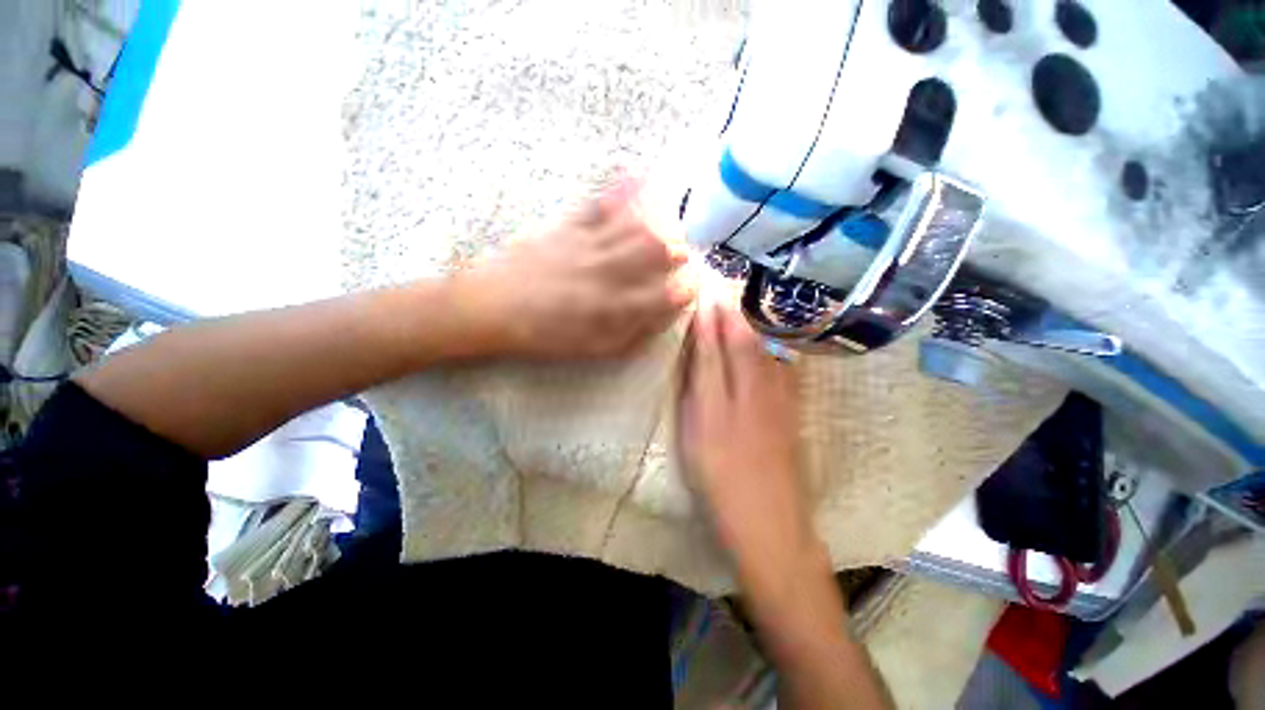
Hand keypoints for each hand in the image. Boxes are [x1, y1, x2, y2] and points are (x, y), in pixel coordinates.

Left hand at [455, 180, 694, 359]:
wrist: (492, 308)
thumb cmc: (546, 336)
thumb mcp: (596, 349)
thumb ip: (634, 333)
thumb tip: (663, 316)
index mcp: (617, 308)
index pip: (669, 294)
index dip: (687, 289)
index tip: (691, 287)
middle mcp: (611, 273)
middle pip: (659, 252)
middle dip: (678, 252)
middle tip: (682, 255)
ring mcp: (590, 244)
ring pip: (638, 227)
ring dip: (661, 226)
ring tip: (668, 229)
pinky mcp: (569, 225)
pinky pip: (602, 203)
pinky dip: (624, 188)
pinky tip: (641, 174)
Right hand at [679, 302, 821, 581]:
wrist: (770, 523)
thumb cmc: (719, 483)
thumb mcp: (694, 439)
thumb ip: (695, 395)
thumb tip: (694, 360)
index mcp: (720, 403)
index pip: (712, 350)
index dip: (705, 320)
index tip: (701, 293)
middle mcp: (752, 394)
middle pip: (742, 341)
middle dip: (730, 309)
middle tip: (721, 283)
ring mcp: (778, 402)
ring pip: (765, 350)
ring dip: (752, 319)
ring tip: (742, 297)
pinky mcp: (792, 411)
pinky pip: (783, 366)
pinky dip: (773, 342)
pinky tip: (770, 332)